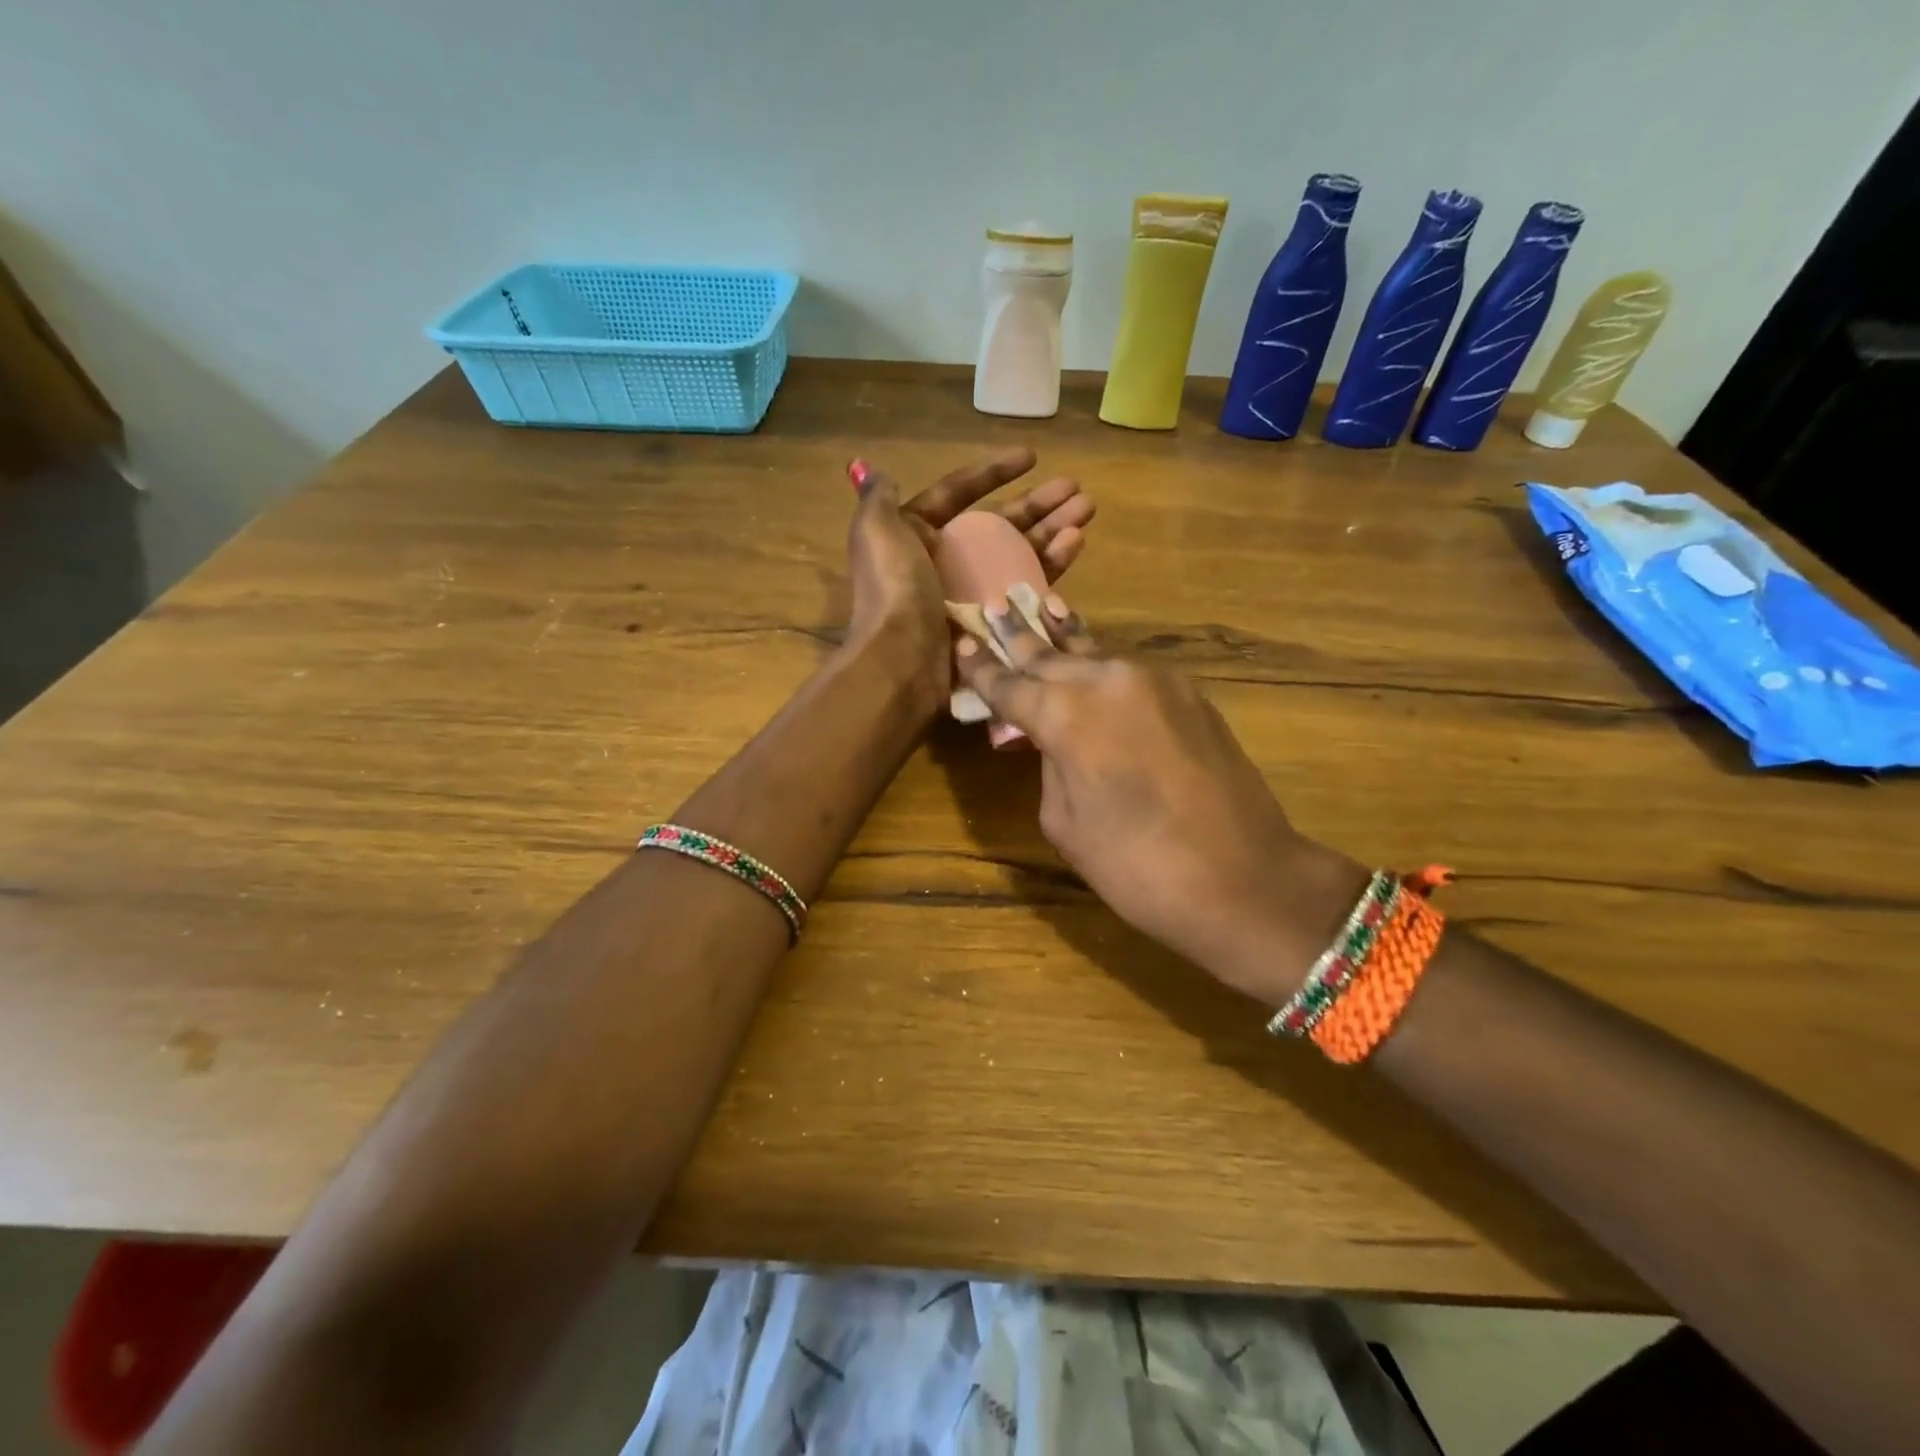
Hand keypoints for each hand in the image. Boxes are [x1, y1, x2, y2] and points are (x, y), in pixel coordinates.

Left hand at [844, 449, 1093, 709]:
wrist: (901, 663)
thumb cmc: (893, 591)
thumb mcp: (876, 533)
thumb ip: (877, 499)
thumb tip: (869, 470)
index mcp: (915, 536)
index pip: (956, 495)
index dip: (993, 473)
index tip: (1032, 456)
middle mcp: (943, 563)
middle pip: (998, 526)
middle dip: (1038, 504)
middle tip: (1077, 489)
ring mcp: (970, 596)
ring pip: (1018, 555)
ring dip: (1052, 531)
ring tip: (1087, 511)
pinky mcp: (992, 624)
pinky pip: (1026, 590)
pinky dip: (1050, 566)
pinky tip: (1075, 543)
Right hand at [958, 603, 1368, 1006]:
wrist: (1245, 879)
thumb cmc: (1137, 867)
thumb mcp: (1065, 823)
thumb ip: (1049, 765)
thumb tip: (1051, 739)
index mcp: (1065, 715)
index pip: (1010, 684)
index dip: (982, 669)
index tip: (962, 645)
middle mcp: (1107, 681)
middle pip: (1050, 655)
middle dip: (1018, 637)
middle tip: (993, 610)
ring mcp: (1155, 681)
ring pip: (1094, 654)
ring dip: (1064, 637)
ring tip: (1040, 606)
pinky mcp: (1189, 693)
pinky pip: (1130, 672)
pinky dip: (1103, 665)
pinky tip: (1091, 656)